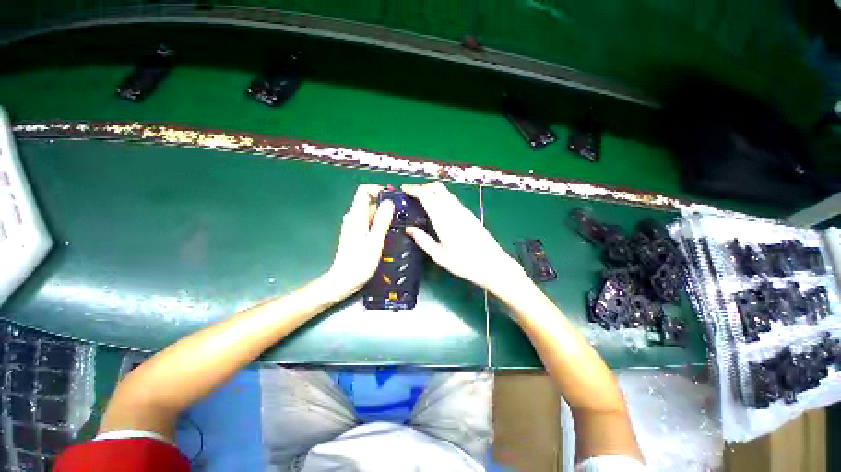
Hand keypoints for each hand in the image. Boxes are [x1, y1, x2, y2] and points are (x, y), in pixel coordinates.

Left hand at [326, 185, 393, 296]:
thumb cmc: (359, 262)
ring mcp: (353, 226)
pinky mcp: (355, 234)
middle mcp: (353, 218)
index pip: (363, 191)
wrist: (344, 280)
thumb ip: (382, 221)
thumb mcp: (375, 241)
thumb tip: (389, 202)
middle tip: (400, 216)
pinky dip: (378, 225)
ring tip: (397, 226)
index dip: (377, 190)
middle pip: (369, 203)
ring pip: (370, 214)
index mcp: (356, 216)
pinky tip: (387, 235)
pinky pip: (368, 223)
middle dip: (385, 206)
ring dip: (383, 217)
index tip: (393, 197)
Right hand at [401, 182, 526, 294]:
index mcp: (444, 220)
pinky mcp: (469, 214)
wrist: (493, 264)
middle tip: (411, 195)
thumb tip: (409, 229)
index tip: (404, 190)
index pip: (427, 196)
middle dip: (422, 187)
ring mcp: (463, 211)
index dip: (414, 189)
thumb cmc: (464, 264)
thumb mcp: (439, 256)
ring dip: (432, 191)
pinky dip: (441, 197)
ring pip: (445, 192)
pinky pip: (452, 199)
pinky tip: (437, 207)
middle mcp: (454, 210)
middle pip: (437, 188)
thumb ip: (423, 240)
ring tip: (421, 200)